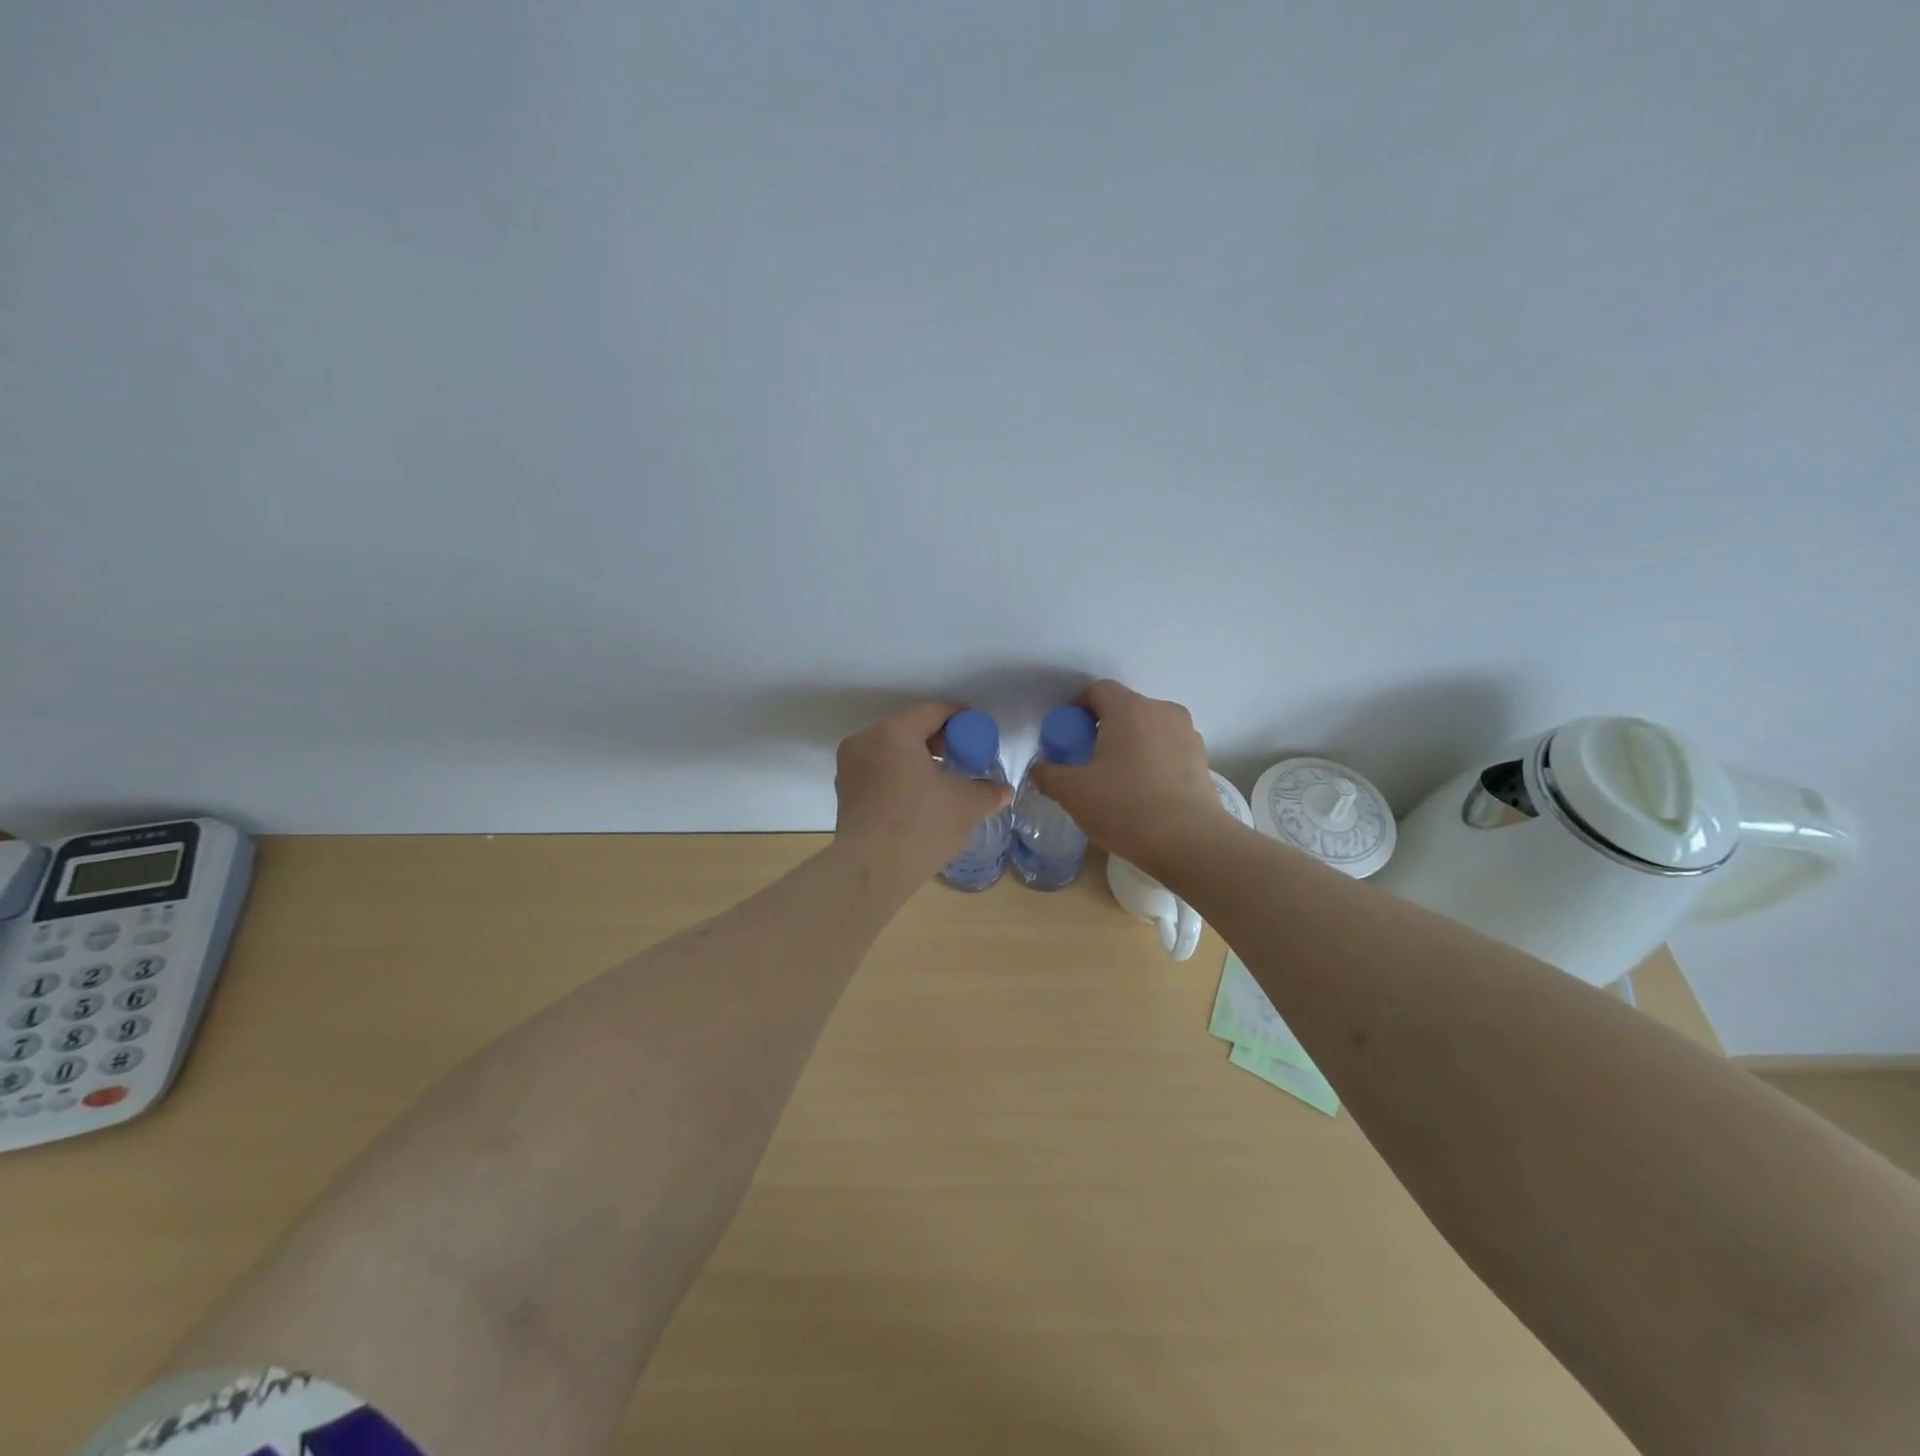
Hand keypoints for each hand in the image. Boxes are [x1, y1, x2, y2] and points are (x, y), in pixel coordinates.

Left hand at [833, 701, 1012, 886]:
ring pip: (890, 751)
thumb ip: (988, 791)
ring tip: (941, 780)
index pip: (932, 711)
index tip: (977, 731)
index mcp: (893, 732)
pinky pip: (878, 771)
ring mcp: (849, 768)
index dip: (959, 718)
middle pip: (908, 728)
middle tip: (961, 757)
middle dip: (937, 740)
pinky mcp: (844, 793)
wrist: (871, 872)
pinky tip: (918, 798)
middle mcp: (865, 741)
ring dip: (916, 759)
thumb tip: (1003, 791)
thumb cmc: (921, 826)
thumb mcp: (966, 805)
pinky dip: (898, 775)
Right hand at [1028, 680, 1230, 875]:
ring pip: (1148, 729)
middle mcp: (1162, 711)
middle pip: (1124, 709)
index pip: (1097, 691)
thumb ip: (1049, 775)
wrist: (1190, 842)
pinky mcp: (1202, 759)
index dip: (1076, 709)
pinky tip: (1143, 793)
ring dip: (1130, 745)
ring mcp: (1187, 734)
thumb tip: (1039, 769)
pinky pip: (1167, 750)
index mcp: (1129, 709)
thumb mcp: (1073, 793)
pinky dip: (1152, 761)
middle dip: (1102, 729)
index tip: (1067, 737)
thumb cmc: (1126, 807)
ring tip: (1117, 780)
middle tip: (1087, 762)